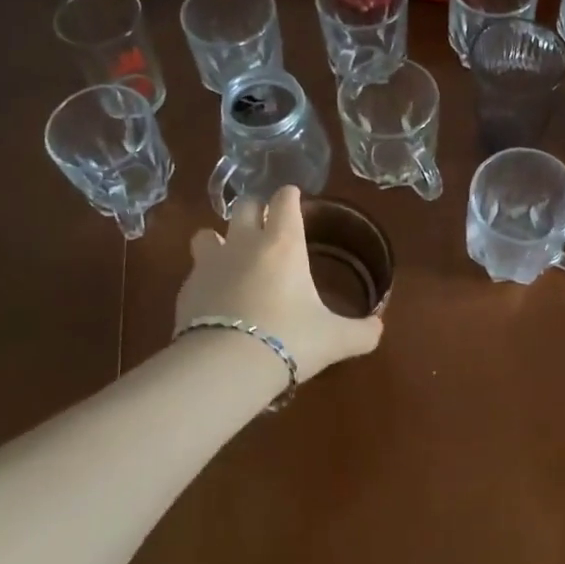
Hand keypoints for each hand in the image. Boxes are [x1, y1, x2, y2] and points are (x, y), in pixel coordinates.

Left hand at [176, 187, 382, 377]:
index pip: (284, 201)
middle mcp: (244, 243)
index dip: (290, 196)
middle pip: (244, 205)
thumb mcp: (334, 340)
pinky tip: (214, 299)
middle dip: (255, 209)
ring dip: (219, 239)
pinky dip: (205, 279)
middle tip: (265, 224)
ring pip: (207, 234)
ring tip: (230, 257)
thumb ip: (361, 332)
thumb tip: (378, 329)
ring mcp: (210, 264)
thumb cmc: (288, 340)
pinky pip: (195, 272)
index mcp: (283, 244)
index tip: (294, 199)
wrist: (224, 367)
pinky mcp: (186, 290)